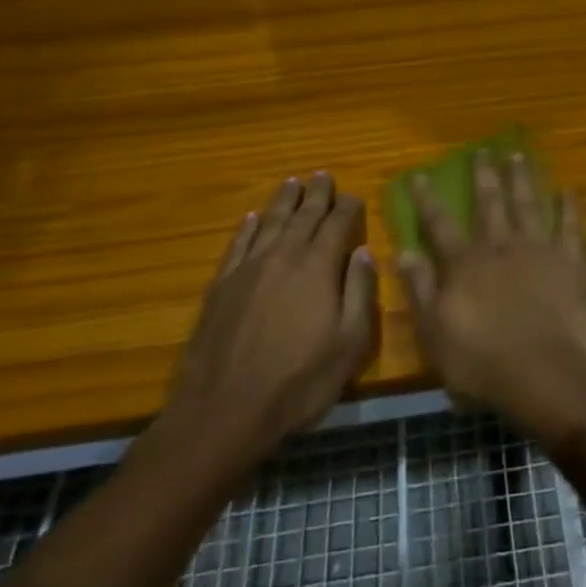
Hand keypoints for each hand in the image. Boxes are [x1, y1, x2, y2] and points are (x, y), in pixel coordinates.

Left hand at [161, 174, 378, 465]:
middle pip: (303, 215)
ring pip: (269, 222)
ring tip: (292, 183)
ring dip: (283, 201)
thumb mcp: (349, 344)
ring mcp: (248, 269)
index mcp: (317, 267)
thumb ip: (360, 293)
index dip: (348, 207)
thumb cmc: (298, 381)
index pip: (336, 224)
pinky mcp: (221, 286)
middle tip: (323, 176)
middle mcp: (283, 256)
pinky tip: (250, 218)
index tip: (355, 196)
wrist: (224, 410)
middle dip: (317, 194)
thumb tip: (365, 252)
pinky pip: (237, 245)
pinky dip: (246, 228)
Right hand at [397, 151, 585, 441]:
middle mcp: (500, 246)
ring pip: (528, 204)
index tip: (420, 175)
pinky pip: (570, 226)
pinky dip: (569, 207)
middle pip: (490, 203)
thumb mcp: (435, 332)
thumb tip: (403, 251)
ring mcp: (538, 249)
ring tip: (518, 155)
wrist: (542, 372)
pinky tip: (569, 190)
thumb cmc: (481, 361)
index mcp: (465, 263)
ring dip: (522, 178)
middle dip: (484, 176)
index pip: (440, 224)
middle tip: (483, 150)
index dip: (428, 199)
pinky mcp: (570, 261)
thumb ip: (420, 289)